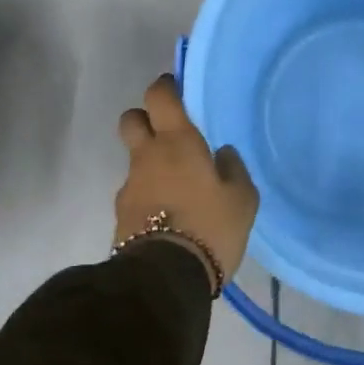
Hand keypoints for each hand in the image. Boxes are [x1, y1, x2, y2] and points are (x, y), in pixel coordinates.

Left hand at [115, 75, 259, 292]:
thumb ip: (233, 169)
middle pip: (132, 119)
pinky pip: (135, 192)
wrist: (166, 277)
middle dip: (145, 119)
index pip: (159, 96)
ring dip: (149, 163)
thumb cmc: (210, 227)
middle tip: (168, 133)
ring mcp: (129, 186)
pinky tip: (167, 214)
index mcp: (177, 142)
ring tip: (175, 186)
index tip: (176, 90)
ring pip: (134, 159)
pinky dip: (147, 195)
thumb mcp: (242, 199)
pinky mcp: (120, 215)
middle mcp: (147, 156)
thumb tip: (222, 154)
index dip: (165, 87)